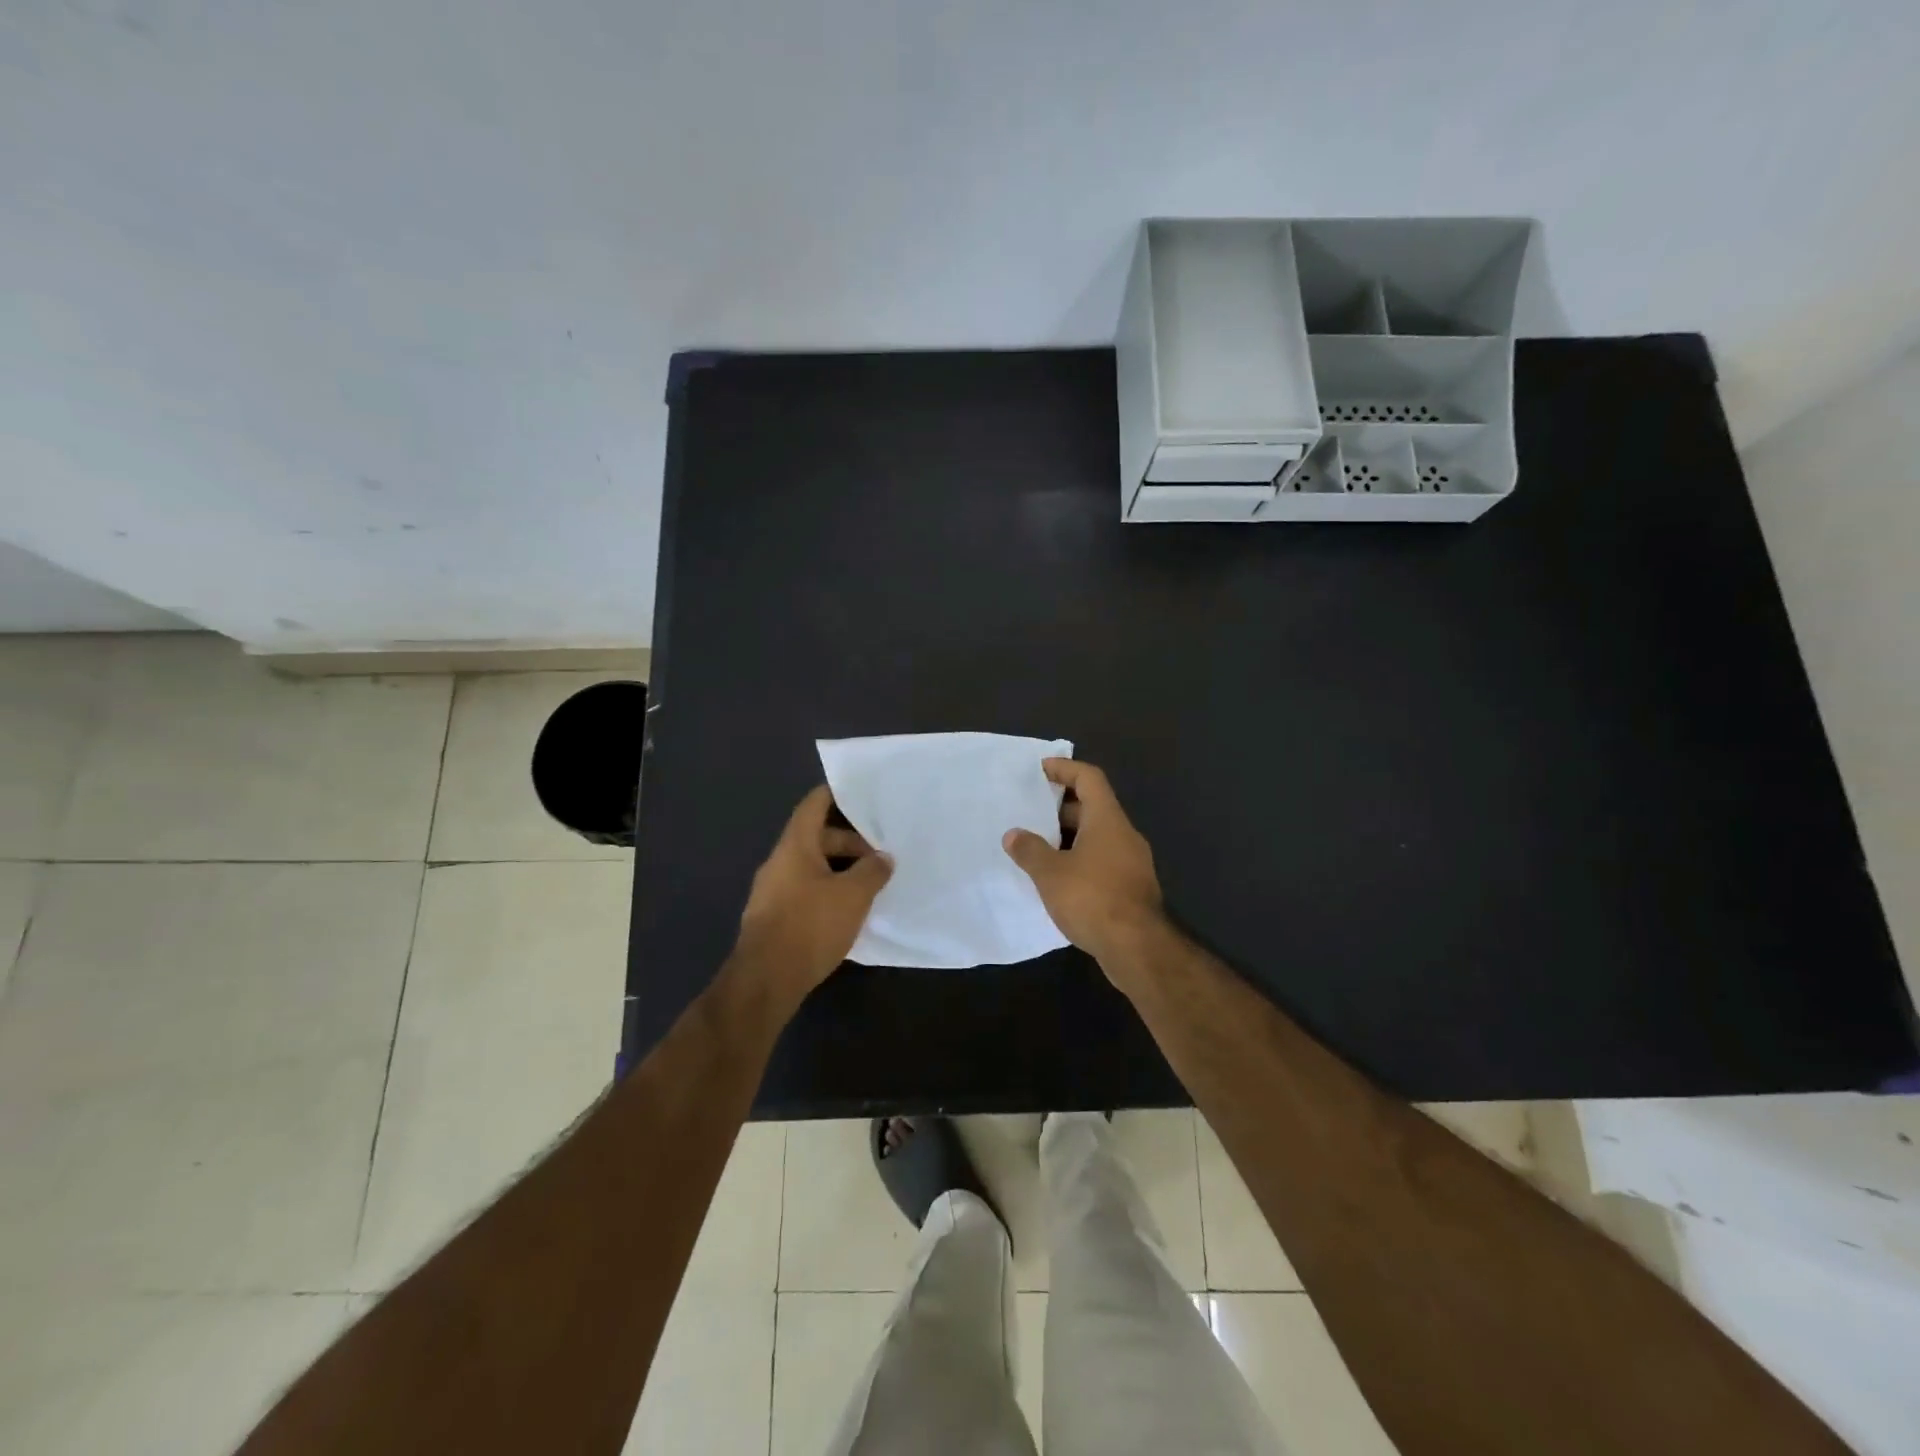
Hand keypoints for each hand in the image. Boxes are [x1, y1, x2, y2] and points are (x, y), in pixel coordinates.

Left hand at [730, 786, 891, 1009]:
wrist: (765, 980)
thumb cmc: (810, 926)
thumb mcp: (853, 895)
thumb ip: (872, 871)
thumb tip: (883, 858)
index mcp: (795, 846)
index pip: (814, 805)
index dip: (835, 794)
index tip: (861, 792)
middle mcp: (779, 862)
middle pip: (816, 838)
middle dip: (850, 842)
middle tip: (880, 855)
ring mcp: (773, 891)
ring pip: (812, 867)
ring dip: (840, 869)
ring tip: (870, 883)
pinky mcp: (774, 917)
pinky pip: (805, 891)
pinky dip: (828, 891)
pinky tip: (848, 910)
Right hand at [1002, 759, 1164, 972]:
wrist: (1137, 948)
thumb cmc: (1092, 898)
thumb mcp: (1051, 873)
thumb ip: (1030, 850)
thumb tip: (1013, 835)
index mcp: (1107, 819)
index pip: (1089, 778)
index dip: (1064, 768)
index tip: (1039, 770)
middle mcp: (1124, 834)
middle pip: (1092, 807)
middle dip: (1059, 807)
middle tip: (1029, 812)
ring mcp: (1131, 862)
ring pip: (1096, 837)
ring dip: (1068, 837)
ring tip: (1035, 846)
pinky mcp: (1131, 888)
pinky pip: (1101, 861)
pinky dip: (1079, 861)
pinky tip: (1056, 879)